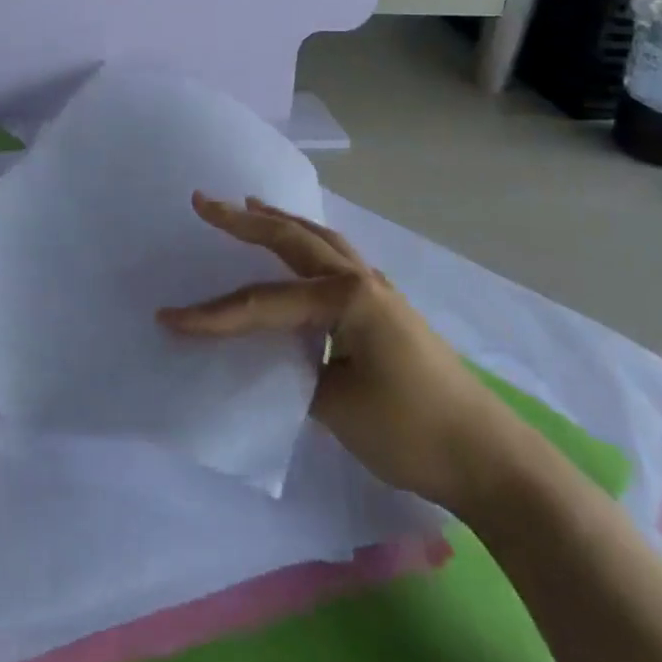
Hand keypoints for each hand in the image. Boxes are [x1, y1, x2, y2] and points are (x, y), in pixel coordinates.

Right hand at [159, 194, 508, 510]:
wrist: (491, 459)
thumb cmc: (412, 431)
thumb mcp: (338, 406)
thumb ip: (295, 370)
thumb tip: (272, 357)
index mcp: (346, 298)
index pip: (265, 303)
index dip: (215, 315)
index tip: (170, 319)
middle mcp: (360, 281)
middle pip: (293, 239)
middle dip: (245, 220)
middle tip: (205, 202)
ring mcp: (378, 291)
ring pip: (320, 241)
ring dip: (282, 223)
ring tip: (251, 206)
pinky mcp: (386, 308)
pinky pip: (336, 259)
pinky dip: (309, 244)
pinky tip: (302, 252)